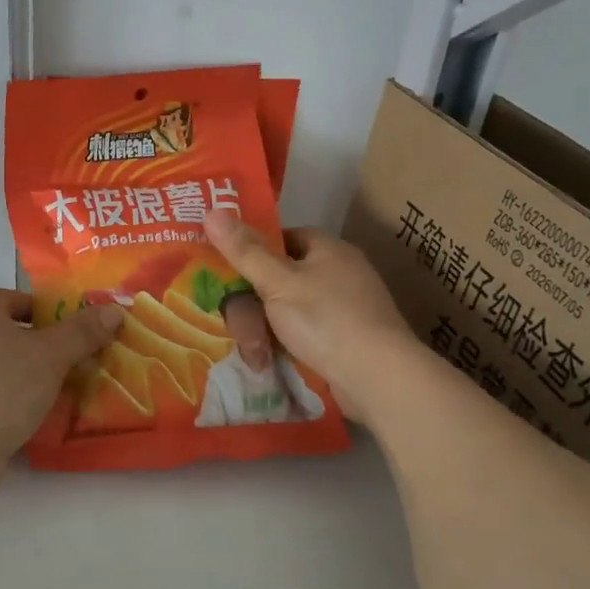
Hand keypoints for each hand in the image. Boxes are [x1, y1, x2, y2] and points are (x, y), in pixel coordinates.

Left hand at [0, 289, 124, 483]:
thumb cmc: (2, 390)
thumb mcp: (51, 357)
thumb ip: (81, 332)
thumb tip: (112, 310)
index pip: (11, 297)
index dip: (41, 309)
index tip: (68, 330)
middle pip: (4, 332)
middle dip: (37, 345)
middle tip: (70, 362)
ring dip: (24, 374)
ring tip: (56, 393)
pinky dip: (7, 400)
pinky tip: (28, 418)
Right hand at [203, 212, 413, 414]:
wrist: (378, 378)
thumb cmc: (325, 318)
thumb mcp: (277, 282)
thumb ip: (243, 250)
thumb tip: (211, 210)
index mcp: (326, 248)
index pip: (281, 237)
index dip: (252, 253)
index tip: (227, 274)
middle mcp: (337, 273)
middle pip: (278, 279)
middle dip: (252, 305)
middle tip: (239, 327)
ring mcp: (342, 308)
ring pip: (285, 310)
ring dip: (263, 330)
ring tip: (256, 354)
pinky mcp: (344, 340)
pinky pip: (301, 333)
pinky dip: (283, 345)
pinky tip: (269, 361)